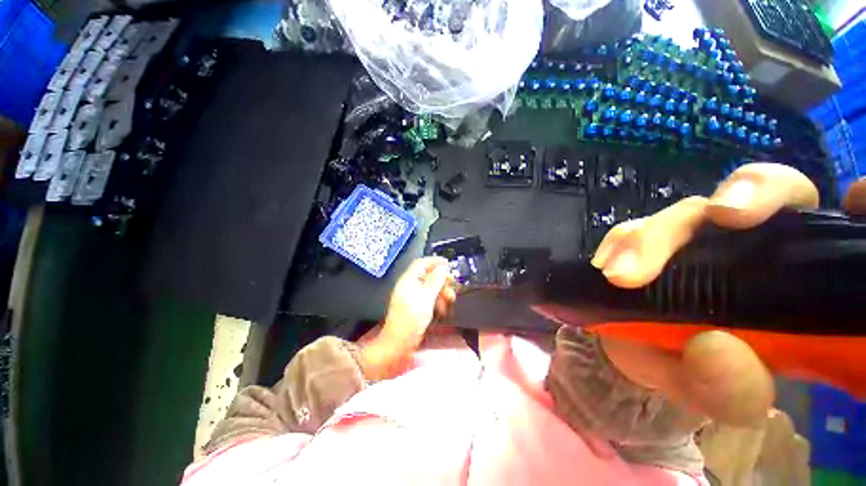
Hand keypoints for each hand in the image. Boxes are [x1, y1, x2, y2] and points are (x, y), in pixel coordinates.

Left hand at [362, 257, 455, 379]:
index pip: (421, 263)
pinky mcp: (415, 308)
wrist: (398, 344)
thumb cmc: (411, 319)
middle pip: (428, 276)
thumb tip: (442, 267)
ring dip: (441, 293)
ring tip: (449, 302)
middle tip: (453, 288)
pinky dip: (437, 302)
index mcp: (408, 280)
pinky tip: (442, 311)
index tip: (449, 264)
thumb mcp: (426, 297)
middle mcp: (409, 286)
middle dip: (442, 281)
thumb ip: (435, 281)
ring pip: (430, 289)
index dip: (435, 261)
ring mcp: (412, 298)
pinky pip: (428, 299)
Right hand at [589, 164, 864, 425]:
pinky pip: (630, 231)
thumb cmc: (694, 373)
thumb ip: (731, 390)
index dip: (855, 198)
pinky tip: (606, 269)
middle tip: (720, 218)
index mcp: (796, 275)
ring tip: (622, 274)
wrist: (639, 354)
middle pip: (762, 191)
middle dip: (745, 196)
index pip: (835, 222)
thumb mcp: (722, 396)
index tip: (854, 203)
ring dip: (655, 236)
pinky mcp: (644, 240)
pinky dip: (620, 244)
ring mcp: (691, 236)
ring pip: (685, 211)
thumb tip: (717, 349)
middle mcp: (750, 242)